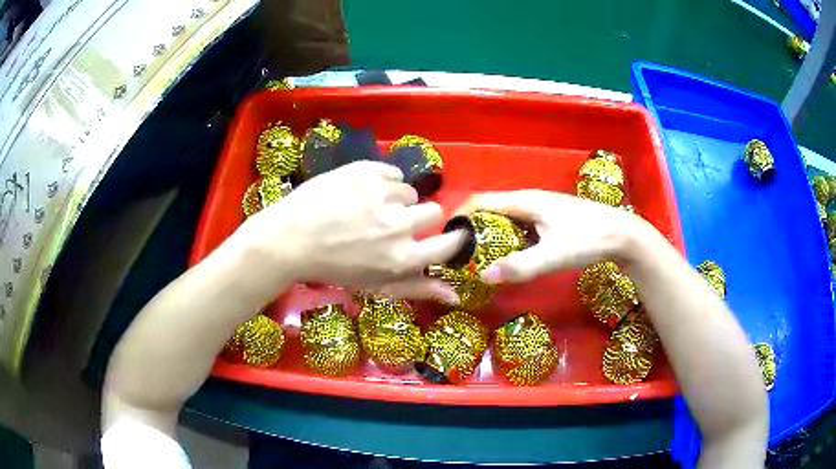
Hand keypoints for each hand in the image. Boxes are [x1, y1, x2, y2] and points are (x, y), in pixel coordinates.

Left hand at [236, 161, 463, 301]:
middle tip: (397, 221)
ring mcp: (381, 194)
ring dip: (396, 199)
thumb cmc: (332, 268)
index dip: (452, 238)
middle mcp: (397, 226)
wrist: (289, 239)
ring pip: (409, 190)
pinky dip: (382, 181)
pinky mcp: (365, 171)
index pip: (448, 244)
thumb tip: (456, 295)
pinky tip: (361, 192)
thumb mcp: (374, 285)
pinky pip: (392, 172)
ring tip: (368, 207)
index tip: (449, 233)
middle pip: (434, 211)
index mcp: (401, 258)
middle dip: (421, 216)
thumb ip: (416, 288)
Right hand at [455, 190, 640, 283]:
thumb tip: (483, 277)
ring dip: (489, 234)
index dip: (460, 216)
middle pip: (491, 209)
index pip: (481, 201)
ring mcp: (541, 210)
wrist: (623, 235)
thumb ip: (520, 267)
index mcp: (525, 201)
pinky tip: (509, 257)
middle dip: (472, 228)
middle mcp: (530, 201)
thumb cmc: (589, 239)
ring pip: (506, 219)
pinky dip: (507, 239)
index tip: (445, 238)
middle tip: (459, 255)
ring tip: (477, 258)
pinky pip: (520, 227)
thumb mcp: (554, 255)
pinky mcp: (551, 220)